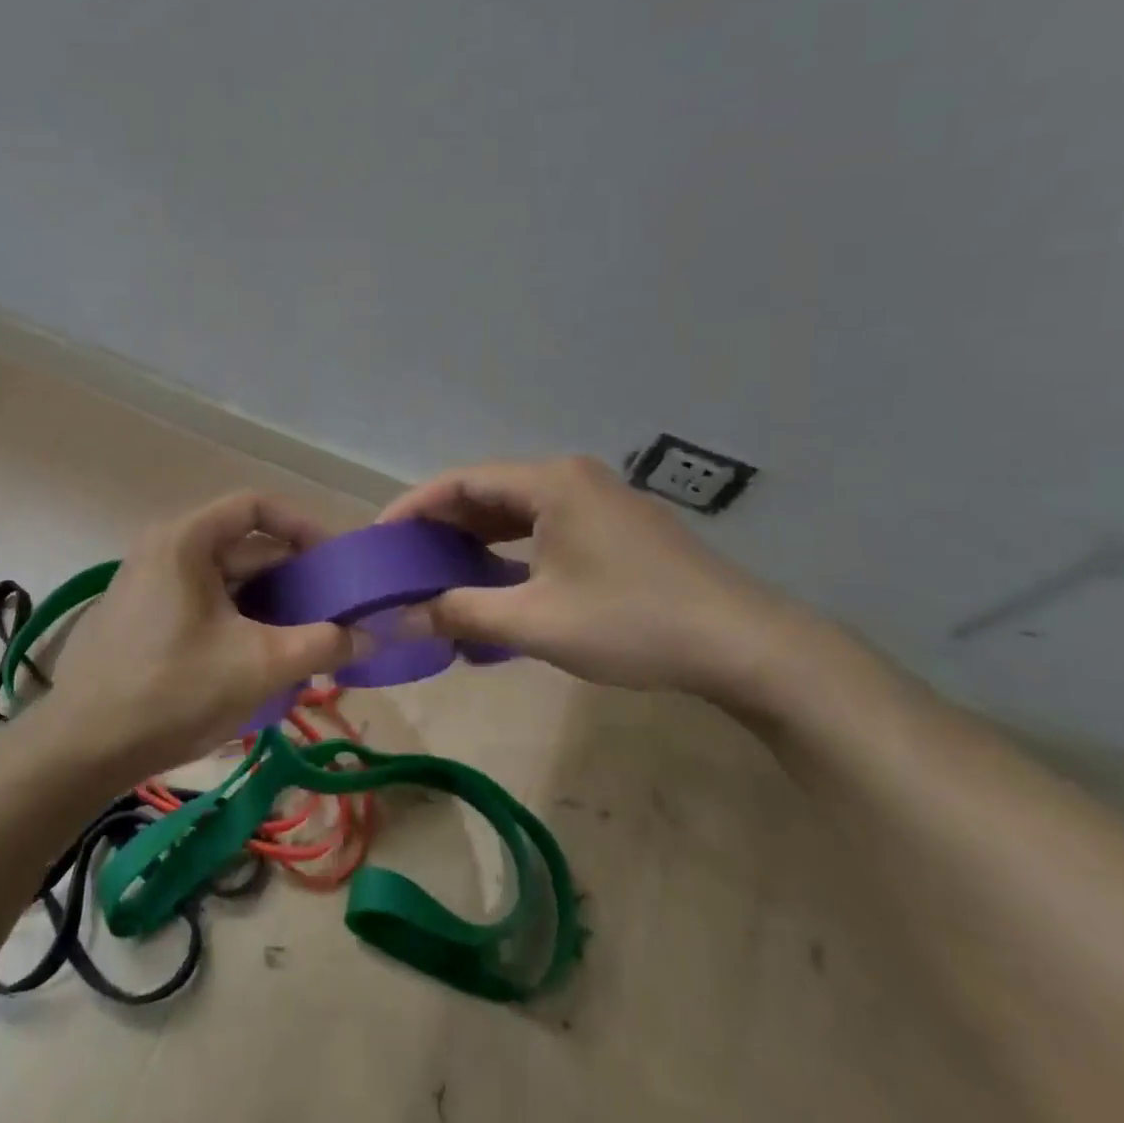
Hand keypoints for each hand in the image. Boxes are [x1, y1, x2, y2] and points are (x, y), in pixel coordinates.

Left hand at [46, 492, 358, 778]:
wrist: (79, 751)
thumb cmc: (172, 691)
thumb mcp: (258, 665)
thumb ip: (323, 644)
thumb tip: (372, 636)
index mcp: (185, 540)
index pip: (256, 507)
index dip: (303, 526)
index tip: (336, 561)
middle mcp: (164, 550)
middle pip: (243, 547)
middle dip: (292, 577)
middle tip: (332, 611)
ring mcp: (149, 585)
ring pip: (225, 582)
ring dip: (269, 606)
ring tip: (306, 642)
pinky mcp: (143, 619)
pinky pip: (204, 605)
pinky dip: (239, 622)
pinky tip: (262, 661)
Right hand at [380, 456, 811, 711]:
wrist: (744, 645)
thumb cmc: (632, 622)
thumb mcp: (536, 622)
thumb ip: (462, 613)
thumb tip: (399, 620)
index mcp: (550, 482)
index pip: (460, 481)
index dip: (413, 508)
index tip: (379, 540)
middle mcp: (572, 478)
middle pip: (487, 491)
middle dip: (441, 525)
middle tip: (404, 560)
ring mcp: (600, 500)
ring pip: (518, 510)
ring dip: (476, 539)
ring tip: (439, 571)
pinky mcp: (617, 527)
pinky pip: (546, 526)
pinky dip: (512, 549)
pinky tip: (498, 580)